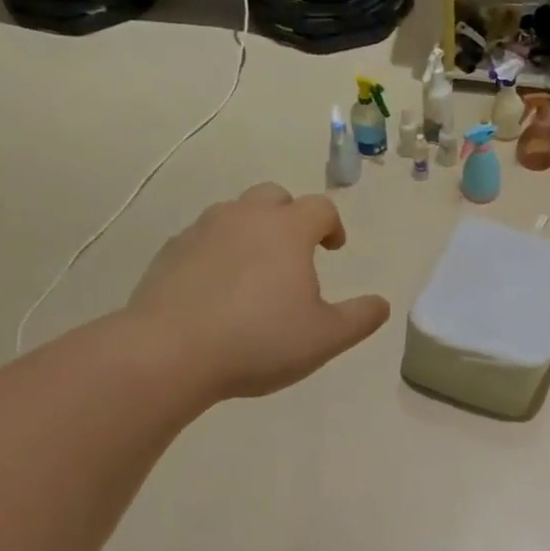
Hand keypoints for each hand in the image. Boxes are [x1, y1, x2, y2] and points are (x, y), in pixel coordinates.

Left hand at [125, 183, 390, 402]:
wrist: (169, 353)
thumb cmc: (259, 341)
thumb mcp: (326, 338)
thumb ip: (361, 318)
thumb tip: (380, 304)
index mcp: (287, 230)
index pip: (320, 208)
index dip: (333, 225)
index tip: (334, 249)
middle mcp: (244, 217)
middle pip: (274, 197)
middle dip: (291, 217)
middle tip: (296, 252)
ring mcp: (201, 231)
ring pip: (235, 214)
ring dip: (252, 231)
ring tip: (256, 271)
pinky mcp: (169, 252)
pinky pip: (203, 239)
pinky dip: (218, 252)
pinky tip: (218, 289)